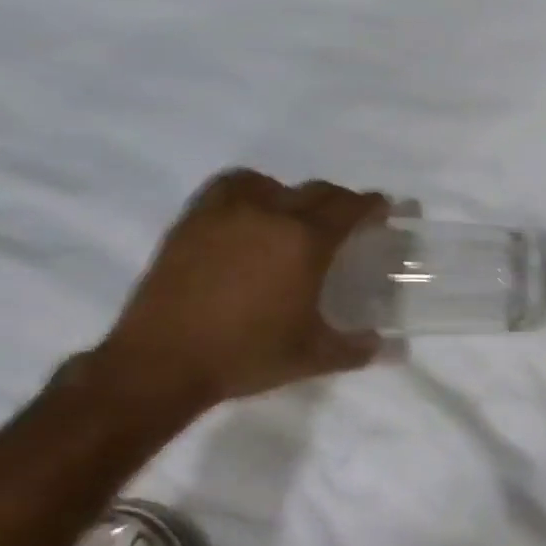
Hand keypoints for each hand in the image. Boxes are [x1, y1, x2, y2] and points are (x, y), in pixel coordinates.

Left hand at [93, 171, 387, 414]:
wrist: (162, 362)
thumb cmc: (247, 355)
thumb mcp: (312, 357)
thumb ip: (355, 348)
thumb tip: (383, 346)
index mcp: (305, 242)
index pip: (349, 208)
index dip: (371, 205)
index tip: (383, 209)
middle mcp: (268, 214)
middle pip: (315, 191)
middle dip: (339, 201)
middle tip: (348, 220)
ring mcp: (225, 213)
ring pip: (269, 183)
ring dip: (291, 194)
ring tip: (294, 217)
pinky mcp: (191, 222)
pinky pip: (228, 189)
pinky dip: (248, 193)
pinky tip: (249, 219)